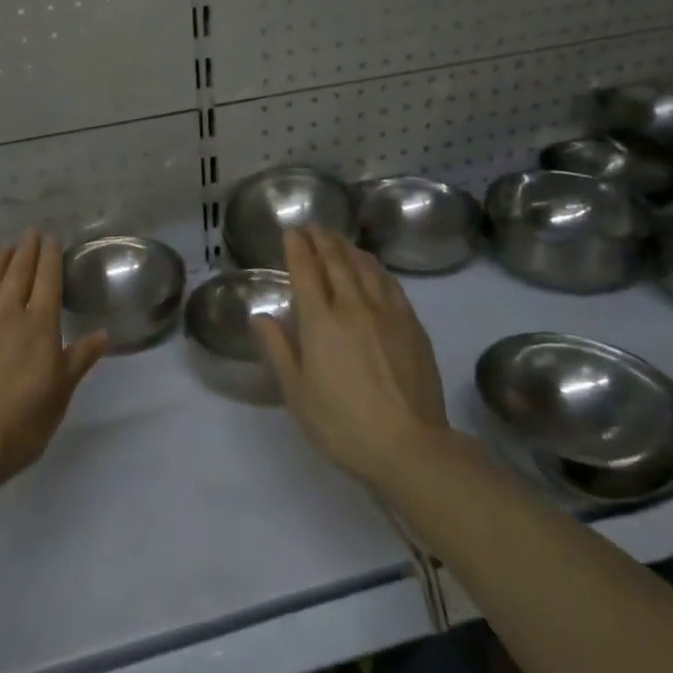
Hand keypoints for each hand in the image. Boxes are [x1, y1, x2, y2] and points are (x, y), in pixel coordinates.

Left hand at [0, 231, 108, 488]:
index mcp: (40, 327)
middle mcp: (8, 314)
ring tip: (7, 248)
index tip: (51, 239)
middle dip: (27, 251)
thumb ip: (79, 359)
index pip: (48, 281)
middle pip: (19, 274)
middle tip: (30, 233)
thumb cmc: (21, 422)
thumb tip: (103, 334)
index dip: (50, 258)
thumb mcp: (60, 394)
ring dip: (0, 261)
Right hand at [252, 226, 450, 489]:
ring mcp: (387, 313)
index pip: (306, 271)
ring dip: (348, 248)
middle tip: (312, 226)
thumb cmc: (343, 424)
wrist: (410, 446)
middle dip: (322, 239)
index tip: (292, 231)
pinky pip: (390, 283)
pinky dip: (375, 267)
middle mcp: (353, 306)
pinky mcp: (412, 324)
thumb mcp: (297, 393)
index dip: (297, 247)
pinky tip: (372, 267)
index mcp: (320, 322)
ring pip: (365, 267)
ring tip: (338, 239)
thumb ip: (278, 349)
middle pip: (336, 261)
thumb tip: (261, 317)